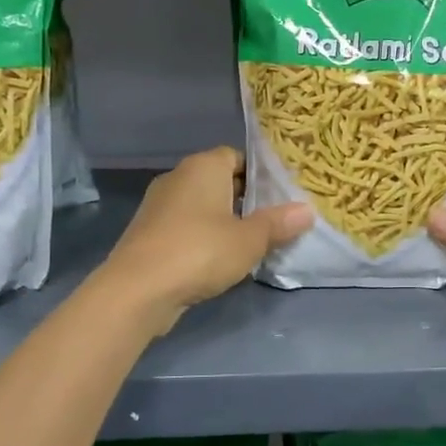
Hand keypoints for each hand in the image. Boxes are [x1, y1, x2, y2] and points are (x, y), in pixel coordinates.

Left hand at [100, 147, 310, 332]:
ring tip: (252, 241)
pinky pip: (186, 226)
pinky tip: (220, 259)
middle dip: (245, 198)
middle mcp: (178, 177)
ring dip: (224, 220)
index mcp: (203, 166)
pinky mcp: (149, 233)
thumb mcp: (249, 240)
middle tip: (274, 219)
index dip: (260, 173)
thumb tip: (307, 210)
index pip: (237, 156)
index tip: (282, 194)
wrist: (138, 290)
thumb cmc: (200, 252)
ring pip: (202, 205)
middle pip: (220, 180)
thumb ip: (278, 223)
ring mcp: (159, 205)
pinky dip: (203, 237)